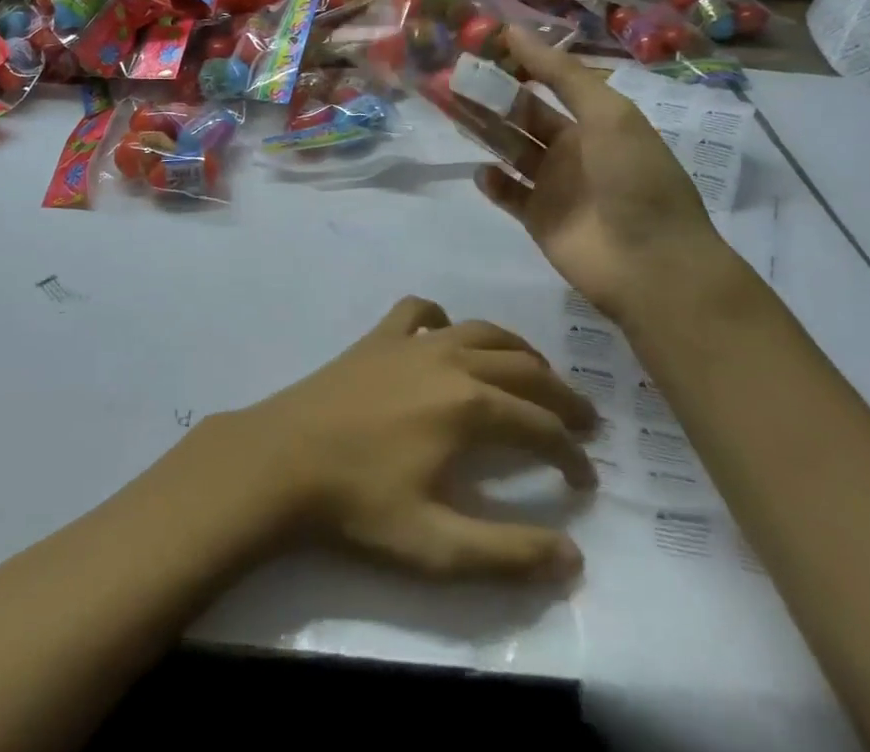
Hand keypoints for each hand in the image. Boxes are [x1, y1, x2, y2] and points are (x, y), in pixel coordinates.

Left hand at [209, 297, 596, 578]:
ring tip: (535, 374)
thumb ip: (508, 553)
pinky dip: (442, 320)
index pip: (541, 426)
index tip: (587, 478)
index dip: (571, 453)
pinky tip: (445, 337)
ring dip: (517, 351)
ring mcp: (412, 342)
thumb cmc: (359, 504)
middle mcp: (451, 361)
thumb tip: (574, 557)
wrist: (283, 460)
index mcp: (470, 407)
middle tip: (584, 421)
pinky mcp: (378, 336)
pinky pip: (419, 312)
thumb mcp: (436, 546)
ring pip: (482, 331)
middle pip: (523, 368)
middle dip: (561, 394)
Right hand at [475, 26, 726, 319]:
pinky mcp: (538, 219)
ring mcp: (554, 185)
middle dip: (493, 96)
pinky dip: (493, 181)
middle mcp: (572, 147)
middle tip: (454, 77)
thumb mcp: (607, 113)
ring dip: (485, 130)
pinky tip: (480, 168)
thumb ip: (560, 74)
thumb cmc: (635, 177)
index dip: (520, 64)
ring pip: (511, 149)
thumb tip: (514, 31)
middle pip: (524, 115)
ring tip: (451, 110)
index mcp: (594, 119)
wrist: (651, 264)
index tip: (482, 45)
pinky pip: (509, 193)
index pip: (550, 83)